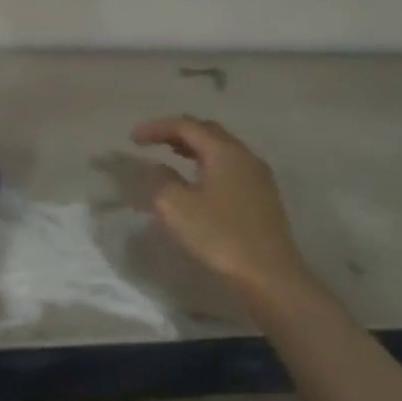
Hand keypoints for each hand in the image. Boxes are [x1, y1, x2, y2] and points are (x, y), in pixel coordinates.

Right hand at [132, 116, 311, 301]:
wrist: (268, 274)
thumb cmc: (219, 236)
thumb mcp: (176, 207)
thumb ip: (160, 180)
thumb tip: (158, 169)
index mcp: (225, 152)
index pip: (187, 126)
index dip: (157, 127)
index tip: (133, 138)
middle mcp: (245, 156)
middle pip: (208, 132)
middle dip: (178, 132)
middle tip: (153, 141)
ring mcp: (258, 176)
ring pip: (222, 150)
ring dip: (194, 148)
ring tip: (172, 155)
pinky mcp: (263, 197)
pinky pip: (231, 167)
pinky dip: (208, 164)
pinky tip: (198, 181)